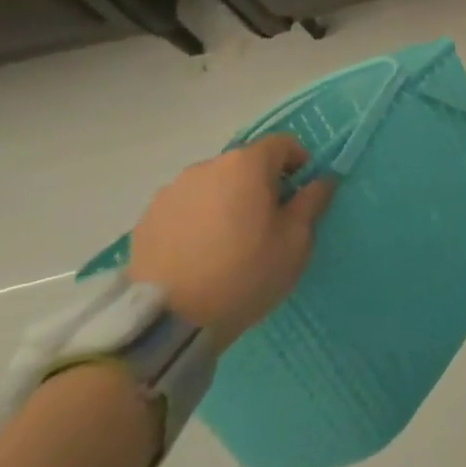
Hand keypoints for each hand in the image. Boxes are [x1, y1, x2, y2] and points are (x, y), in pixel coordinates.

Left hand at [128, 135, 334, 350]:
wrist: (167, 323)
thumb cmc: (244, 273)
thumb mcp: (295, 241)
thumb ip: (311, 202)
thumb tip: (321, 181)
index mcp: (246, 164)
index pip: (282, 144)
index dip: (298, 162)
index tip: (301, 194)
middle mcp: (206, 167)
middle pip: (244, 165)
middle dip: (260, 185)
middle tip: (267, 223)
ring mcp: (170, 193)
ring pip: (212, 187)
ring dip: (226, 202)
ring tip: (228, 243)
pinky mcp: (144, 221)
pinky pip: (183, 210)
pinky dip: (196, 222)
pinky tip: (198, 256)